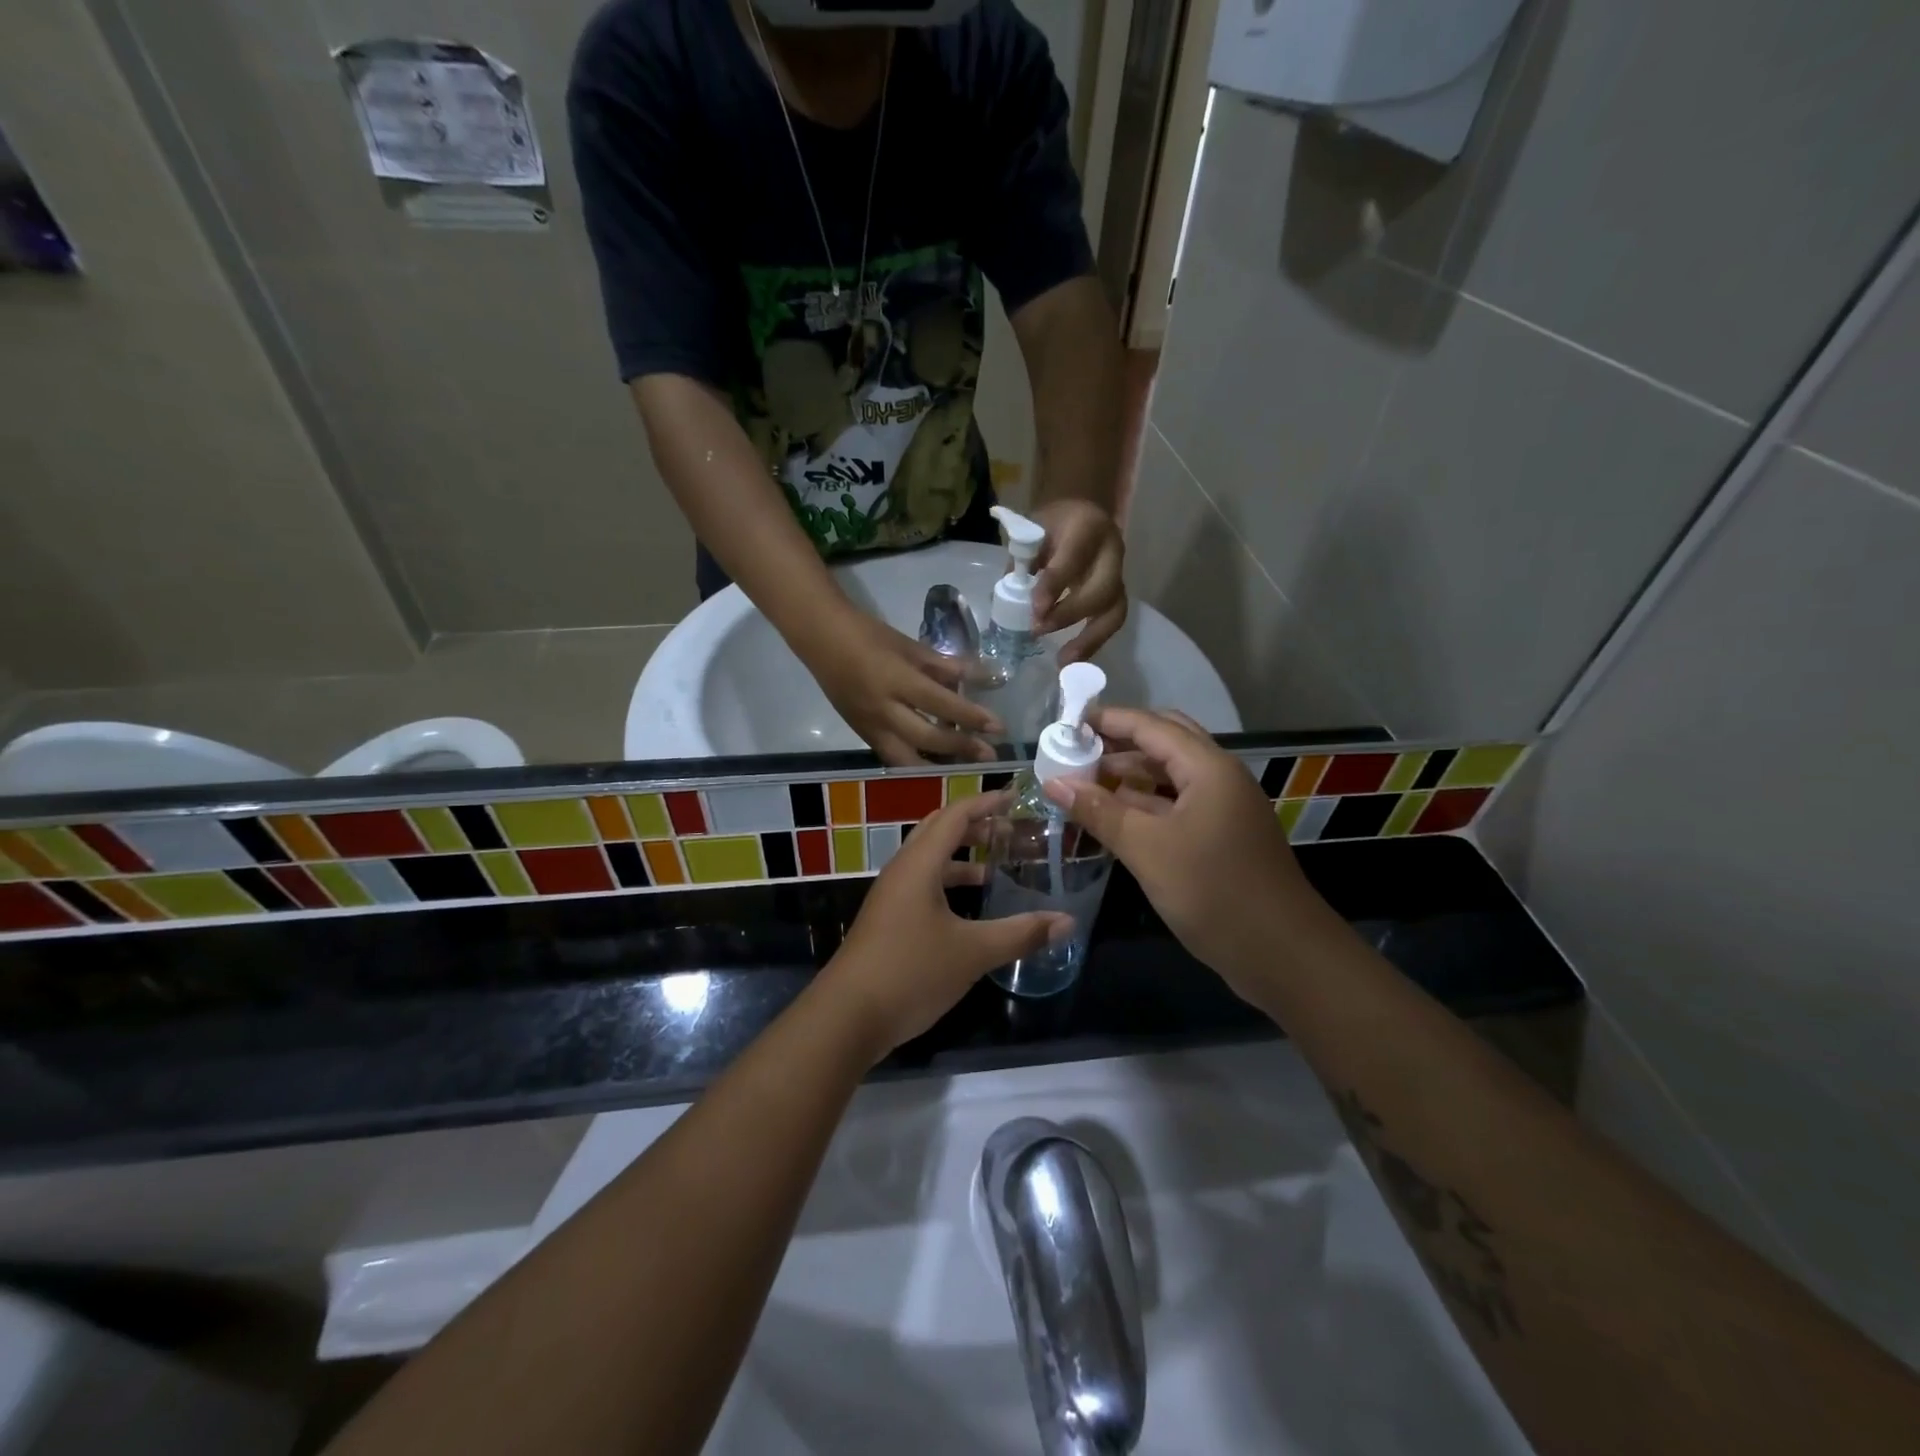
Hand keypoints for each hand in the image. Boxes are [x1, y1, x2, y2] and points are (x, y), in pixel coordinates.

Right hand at [809, 610, 1001, 765]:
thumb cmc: (868, 635)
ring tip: (966, 765)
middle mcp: (883, 710)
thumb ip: (945, 666)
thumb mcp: (909, 646)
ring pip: (907, 759)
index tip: (998, 727)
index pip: (941, 705)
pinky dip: (916, 763)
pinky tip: (937, 762)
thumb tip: (982, 677)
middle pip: (927, 739)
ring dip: (939, 766)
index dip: (971, 717)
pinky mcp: (862, 735)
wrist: (821, 639)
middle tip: (989, 754)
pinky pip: (892, 757)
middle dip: (961, 748)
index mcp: (896, 680)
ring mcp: (870, 726)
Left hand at [819, 792, 1072, 1056]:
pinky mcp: (888, 921)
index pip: (955, 815)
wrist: (847, 1017)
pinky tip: (970, 910)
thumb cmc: (910, 971)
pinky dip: (949, 884)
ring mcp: (891, 897)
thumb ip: (1021, 933)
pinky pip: (923, 885)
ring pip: (930, 861)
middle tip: (1011, 830)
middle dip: (975, 826)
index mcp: (919, 864)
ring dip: (962, 858)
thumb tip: (1067, 921)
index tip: (1016, 797)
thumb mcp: (972, 952)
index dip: (986, 802)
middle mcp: (902, 871)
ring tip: (997, 867)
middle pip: (939, 831)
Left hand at [1029, 500, 1126, 662]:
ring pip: (1114, 611)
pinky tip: (1074, 660)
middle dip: (1070, 614)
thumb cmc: (1051, 525)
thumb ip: (1022, 563)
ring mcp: (1120, 574)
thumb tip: (1006, 601)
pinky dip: (1093, 643)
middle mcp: (1112, 551)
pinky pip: (1111, 622)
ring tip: (1064, 662)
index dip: (1055, 586)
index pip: (1073, 559)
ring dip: (1090, 639)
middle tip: (1039, 630)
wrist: (1080, 513)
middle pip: (1102, 589)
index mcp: (1087, 527)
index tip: (1035, 610)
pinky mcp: (1118, 595)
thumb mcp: (1033, 531)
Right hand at [1044, 707, 1318, 995]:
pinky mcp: (1220, 837)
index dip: (1108, 720)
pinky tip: (1112, 816)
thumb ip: (1100, 811)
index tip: (1066, 724)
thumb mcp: (1148, 849)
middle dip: (1120, 743)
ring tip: (1084, 783)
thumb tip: (1054, 782)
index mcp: (1208, 768)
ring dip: (1130, 775)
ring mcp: (1222, 808)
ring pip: (1170, 776)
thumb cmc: (1214, 891)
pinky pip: (1175, 805)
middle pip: (1164, 743)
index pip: (1151, 726)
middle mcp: (1218, 778)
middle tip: (1076, 753)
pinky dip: (1144, 803)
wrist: (1282, 954)